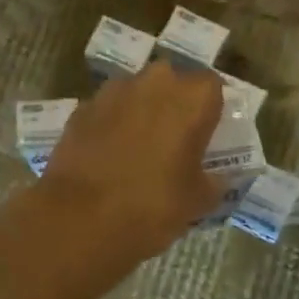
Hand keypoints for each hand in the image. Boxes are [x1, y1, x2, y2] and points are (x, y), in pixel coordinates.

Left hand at [37, 62, 224, 260]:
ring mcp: (113, 92)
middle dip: (174, 102)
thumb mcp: (198, 201)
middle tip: (175, 137)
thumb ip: (214, 181)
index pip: (212, 86)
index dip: (210, 108)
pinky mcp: (81, 108)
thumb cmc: (152, 205)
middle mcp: (154, 82)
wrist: (80, 217)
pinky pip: (107, 109)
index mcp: (192, 98)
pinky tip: (109, 154)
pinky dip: (111, 124)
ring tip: (139, 146)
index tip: (208, 132)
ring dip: (140, 109)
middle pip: (172, 81)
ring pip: (136, 91)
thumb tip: (218, 177)